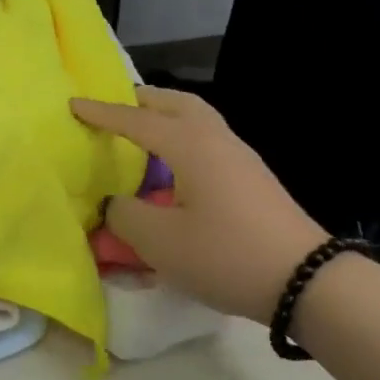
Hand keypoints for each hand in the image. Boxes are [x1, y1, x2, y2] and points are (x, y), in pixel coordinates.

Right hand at [72, 87, 325, 322]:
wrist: (305, 279)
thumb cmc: (225, 254)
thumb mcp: (160, 242)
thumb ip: (125, 216)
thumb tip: (116, 203)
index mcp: (189, 145)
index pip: (136, 120)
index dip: (102, 113)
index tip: (74, 104)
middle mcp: (216, 139)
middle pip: (176, 102)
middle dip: (141, 101)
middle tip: (114, 109)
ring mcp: (240, 156)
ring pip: (197, 118)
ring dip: (166, 116)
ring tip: (142, 132)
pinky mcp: (252, 177)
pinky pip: (208, 139)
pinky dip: (183, 136)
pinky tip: (175, 165)